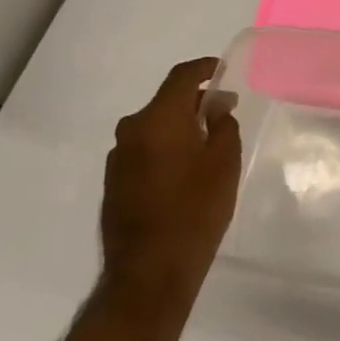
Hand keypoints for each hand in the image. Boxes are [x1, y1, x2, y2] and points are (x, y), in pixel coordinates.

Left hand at [100, 57, 242, 311]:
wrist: (150, 272)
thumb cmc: (195, 210)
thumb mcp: (224, 162)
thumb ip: (223, 125)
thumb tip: (216, 106)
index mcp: (157, 119)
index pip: (181, 77)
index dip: (204, 68)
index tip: (223, 69)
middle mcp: (131, 131)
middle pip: (166, 102)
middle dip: (196, 103)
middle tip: (225, 113)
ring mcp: (118, 159)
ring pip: (155, 128)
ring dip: (180, 128)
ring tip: (209, 144)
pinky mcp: (114, 183)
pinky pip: (145, 151)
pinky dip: (167, 149)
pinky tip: (187, 171)